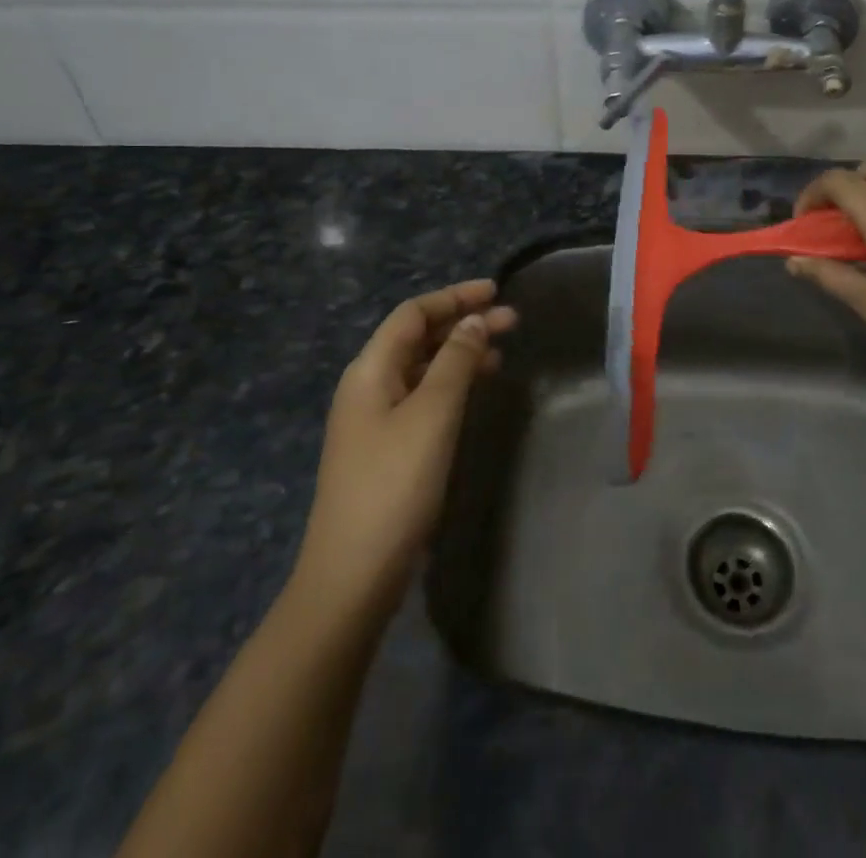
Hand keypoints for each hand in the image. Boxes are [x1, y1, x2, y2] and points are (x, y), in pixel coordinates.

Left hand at [296, 279, 514, 617]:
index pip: (413, 313)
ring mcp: (374, 419)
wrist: (353, 573)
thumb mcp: (433, 414)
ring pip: (421, 368)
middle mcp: (368, 386)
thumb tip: (475, 321)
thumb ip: (455, 361)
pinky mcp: (385, 448)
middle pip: (417, 338)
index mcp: (370, 369)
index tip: (496, 292)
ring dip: (459, 354)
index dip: (454, 297)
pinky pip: (421, 397)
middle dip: (462, 323)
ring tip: (502, 353)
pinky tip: (474, 393)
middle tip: (512, 321)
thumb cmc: (395, 483)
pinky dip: (450, 384)